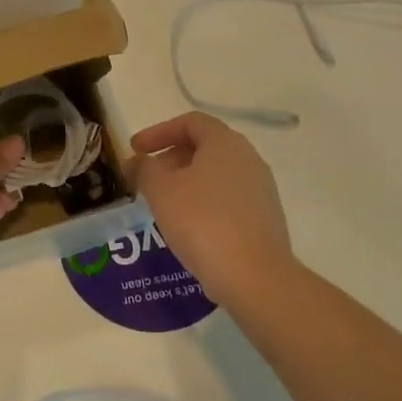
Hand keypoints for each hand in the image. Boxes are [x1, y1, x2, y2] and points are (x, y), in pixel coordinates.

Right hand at [131, 112, 296, 305]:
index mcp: (225, 143)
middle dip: (171, 157)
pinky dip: (204, 202)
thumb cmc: (202, 222)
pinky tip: (188, 225)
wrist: (255, 277)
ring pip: (217, 174)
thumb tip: (136, 161)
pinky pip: (229, 198)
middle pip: (205, 146)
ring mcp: (261, 189)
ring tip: (164, 204)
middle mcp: (248, 158)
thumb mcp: (161, 191)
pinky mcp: (266, 218)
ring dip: (187, 181)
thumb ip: (144, 169)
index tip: (136, 149)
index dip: (158, 132)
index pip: (190, 122)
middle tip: (147, 178)